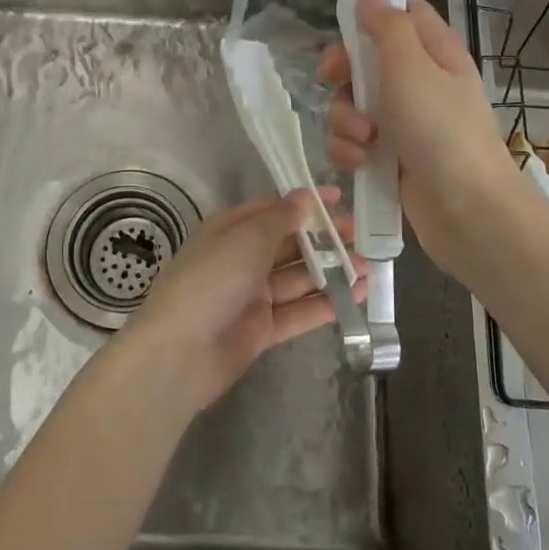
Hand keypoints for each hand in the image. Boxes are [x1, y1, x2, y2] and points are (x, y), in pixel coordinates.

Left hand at [120, 190, 359, 413]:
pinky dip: (326, 303)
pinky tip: (356, 295)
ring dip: (331, 271)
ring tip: (368, 265)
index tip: (338, 197)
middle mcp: (241, 259)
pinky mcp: (262, 329)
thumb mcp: (246, 238)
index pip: (272, 209)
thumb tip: (304, 197)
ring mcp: (252, 296)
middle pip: (289, 244)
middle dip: (323, 238)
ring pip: (297, 278)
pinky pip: (299, 311)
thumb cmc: (211, 280)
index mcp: (230, 230)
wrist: (180, 353)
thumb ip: (280, 218)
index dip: (304, 203)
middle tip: (360, 235)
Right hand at [320, 0, 519, 284]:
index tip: (344, 23)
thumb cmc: (441, 131)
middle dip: (345, 74)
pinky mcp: (391, 158)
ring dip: (346, 120)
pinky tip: (361, 163)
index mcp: (434, 52)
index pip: (404, 13)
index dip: (373, 12)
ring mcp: (406, 123)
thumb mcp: (411, 68)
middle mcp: (420, 83)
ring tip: (364, 139)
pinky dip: (352, 151)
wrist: (468, 213)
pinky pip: (356, 142)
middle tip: (336, 81)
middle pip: (367, 60)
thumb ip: (386, 27)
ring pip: (354, 104)